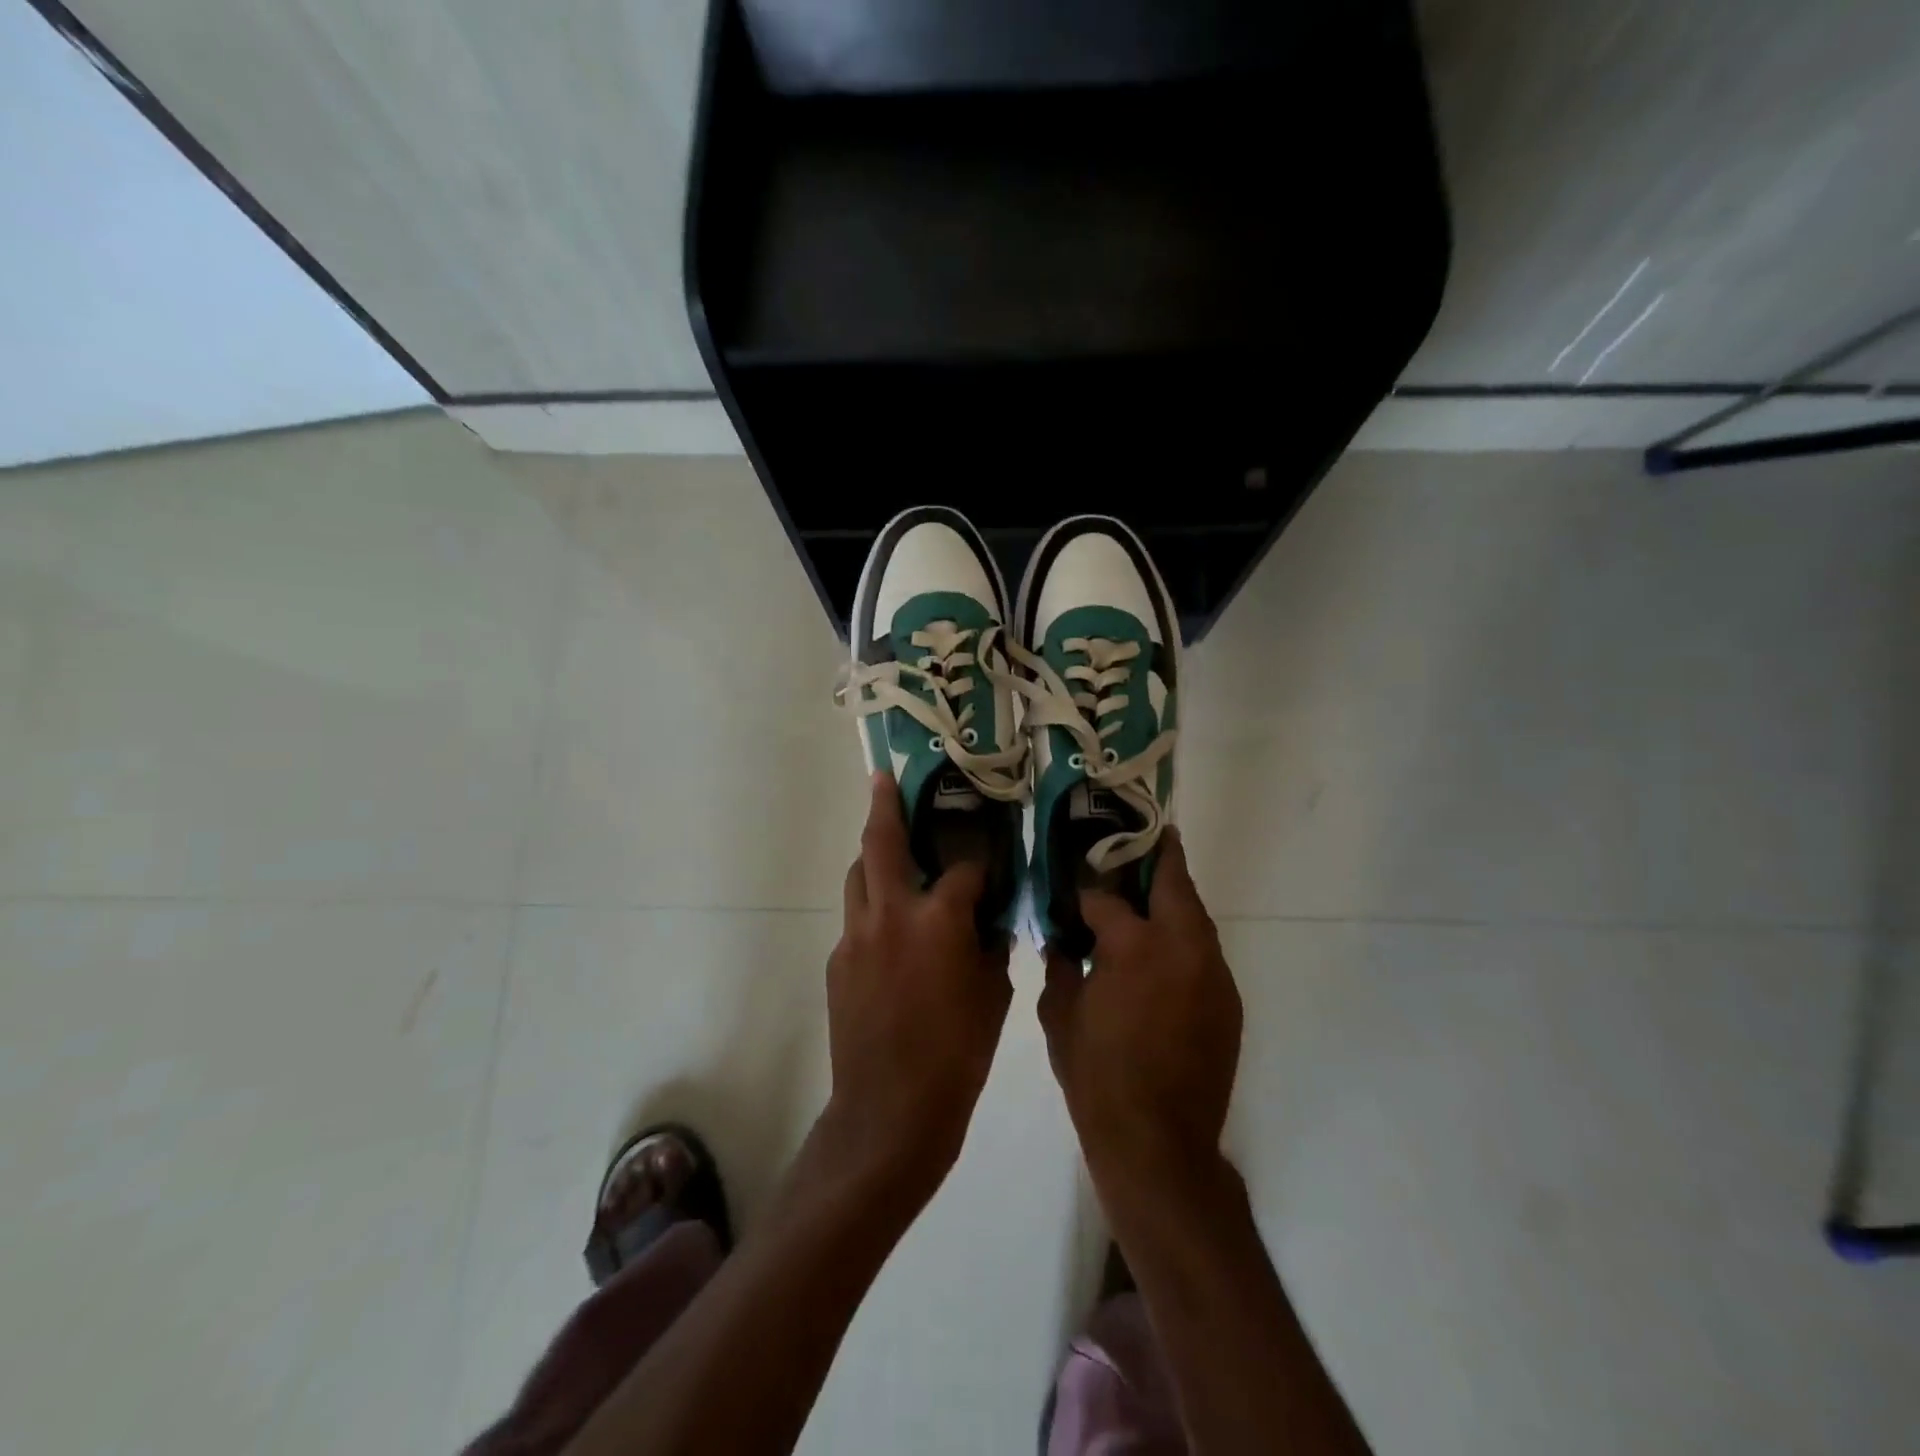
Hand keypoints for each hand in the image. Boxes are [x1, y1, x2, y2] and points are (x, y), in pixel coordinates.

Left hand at [819, 774, 1012, 1206]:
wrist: (889, 1112)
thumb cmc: (957, 1056)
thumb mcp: (993, 996)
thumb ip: (990, 945)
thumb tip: (987, 920)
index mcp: (938, 920)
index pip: (965, 868)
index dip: (981, 860)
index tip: (990, 857)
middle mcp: (891, 913)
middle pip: (881, 842)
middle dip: (884, 805)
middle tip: (884, 778)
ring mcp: (856, 936)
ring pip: (858, 876)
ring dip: (873, 857)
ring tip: (889, 851)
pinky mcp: (837, 961)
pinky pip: (856, 919)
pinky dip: (873, 909)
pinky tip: (890, 932)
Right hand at [1038, 829, 1242, 1193]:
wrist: (1158, 1143)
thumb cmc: (1097, 1077)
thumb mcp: (1059, 1015)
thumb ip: (1060, 964)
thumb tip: (1062, 940)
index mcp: (1134, 945)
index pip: (1106, 898)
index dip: (1087, 891)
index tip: (1076, 889)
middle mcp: (1182, 946)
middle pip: (1173, 883)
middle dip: (1156, 857)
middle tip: (1142, 839)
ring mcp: (1212, 972)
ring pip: (1195, 916)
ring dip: (1173, 899)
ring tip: (1149, 893)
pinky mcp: (1227, 1000)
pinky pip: (1203, 953)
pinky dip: (1183, 940)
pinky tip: (1162, 954)